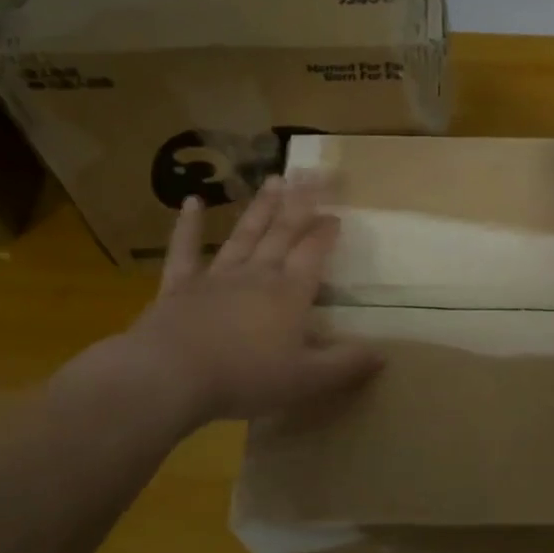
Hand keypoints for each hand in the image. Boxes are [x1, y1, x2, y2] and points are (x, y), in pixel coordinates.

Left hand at [56, 176, 381, 430]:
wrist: (171, 375)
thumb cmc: (245, 378)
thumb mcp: (307, 380)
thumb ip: (345, 366)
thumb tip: (382, 355)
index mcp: (289, 294)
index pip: (313, 254)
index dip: (325, 233)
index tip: (336, 213)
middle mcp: (257, 275)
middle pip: (282, 233)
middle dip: (299, 203)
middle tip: (310, 172)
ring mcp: (216, 277)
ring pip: (244, 235)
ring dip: (261, 208)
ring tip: (274, 179)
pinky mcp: (179, 287)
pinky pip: (185, 251)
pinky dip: (188, 226)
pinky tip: (192, 202)